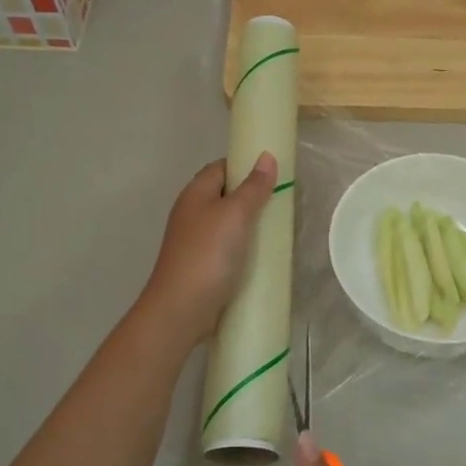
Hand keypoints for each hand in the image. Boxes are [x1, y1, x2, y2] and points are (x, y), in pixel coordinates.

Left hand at [140, 153, 277, 342]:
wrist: (181, 309)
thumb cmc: (207, 254)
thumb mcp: (234, 214)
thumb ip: (252, 187)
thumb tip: (266, 157)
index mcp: (195, 194)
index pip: (221, 168)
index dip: (245, 165)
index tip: (274, 172)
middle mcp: (192, 214)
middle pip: (225, 195)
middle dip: (253, 197)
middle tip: (284, 202)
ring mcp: (196, 242)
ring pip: (227, 224)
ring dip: (251, 225)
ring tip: (280, 228)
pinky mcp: (203, 266)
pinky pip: (228, 249)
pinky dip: (245, 249)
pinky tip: (263, 257)